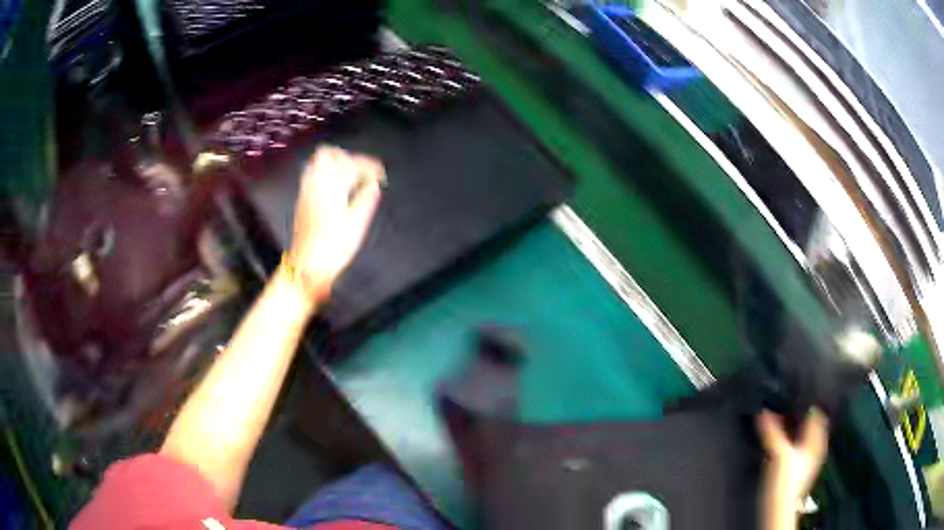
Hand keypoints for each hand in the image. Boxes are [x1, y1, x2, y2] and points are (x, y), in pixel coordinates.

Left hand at [286, 146, 383, 299]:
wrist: (306, 267)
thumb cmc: (332, 249)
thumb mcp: (356, 226)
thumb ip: (366, 200)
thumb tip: (374, 185)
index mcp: (332, 190)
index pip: (350, 162)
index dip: (369, 165)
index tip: (380, 174)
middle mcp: (316, 187)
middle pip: (328, 154)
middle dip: (348, 157)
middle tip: (361, 171)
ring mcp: (306, 193)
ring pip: (317, 163)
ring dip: (335, 164)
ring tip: (350, 177)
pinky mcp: (302, 201)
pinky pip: (312, 175)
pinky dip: (326, 174)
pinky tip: (336, 188)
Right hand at [758, 409, 828, 511]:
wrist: (778, 510)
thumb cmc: (786, 482)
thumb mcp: (779, 454)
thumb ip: (772, 432)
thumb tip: (764, 411)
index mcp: (817, 440)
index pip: (817, 412)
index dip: (808, 400)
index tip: (794, 391)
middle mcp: (814, 447)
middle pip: (809, 423)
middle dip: (797, 413)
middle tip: (782, 402)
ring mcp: (805, 458)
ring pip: (801, 435)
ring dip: (791, 427)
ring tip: (777, 418)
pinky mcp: (794, 468)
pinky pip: (793, 446)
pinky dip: (787, 439)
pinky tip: (776, 440)